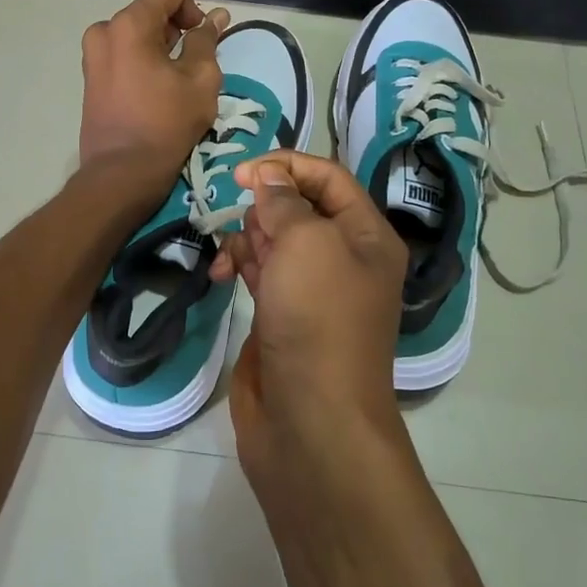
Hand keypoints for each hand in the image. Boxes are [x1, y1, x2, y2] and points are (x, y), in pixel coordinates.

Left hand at [79, 0, 228, 182]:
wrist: (122, 172)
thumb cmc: (166, 124)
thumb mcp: (201, 80)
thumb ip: (207, 41)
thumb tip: (214, 17)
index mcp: (130, 24)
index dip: (194, 7)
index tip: (201, 40)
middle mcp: (104, 30)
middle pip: (152, 10)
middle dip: (177, 30)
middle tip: (193, 67)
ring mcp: (92, 54)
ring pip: (138, 33)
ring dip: (161, 48)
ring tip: (174, 84)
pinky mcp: (90, 76)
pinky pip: (124, 53)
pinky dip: (143, 62)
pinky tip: (155, 93)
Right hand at [210, 152, 408, 483]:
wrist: (312, 421)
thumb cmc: (318, 319)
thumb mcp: (307, 243)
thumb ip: (285, 202)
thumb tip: (269, 177)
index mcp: (367, 235)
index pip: (328, 177)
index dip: (287, 165)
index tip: (241, 172)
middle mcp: (344, 257)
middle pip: (299, 206)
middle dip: (264, 204)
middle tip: (241, 219)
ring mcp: (312, 289)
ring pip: (275, 239)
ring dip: (248, 235)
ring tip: (232, 254)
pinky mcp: (283, 315)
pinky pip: (260, 272)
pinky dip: (239, 265)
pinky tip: (220, 275)